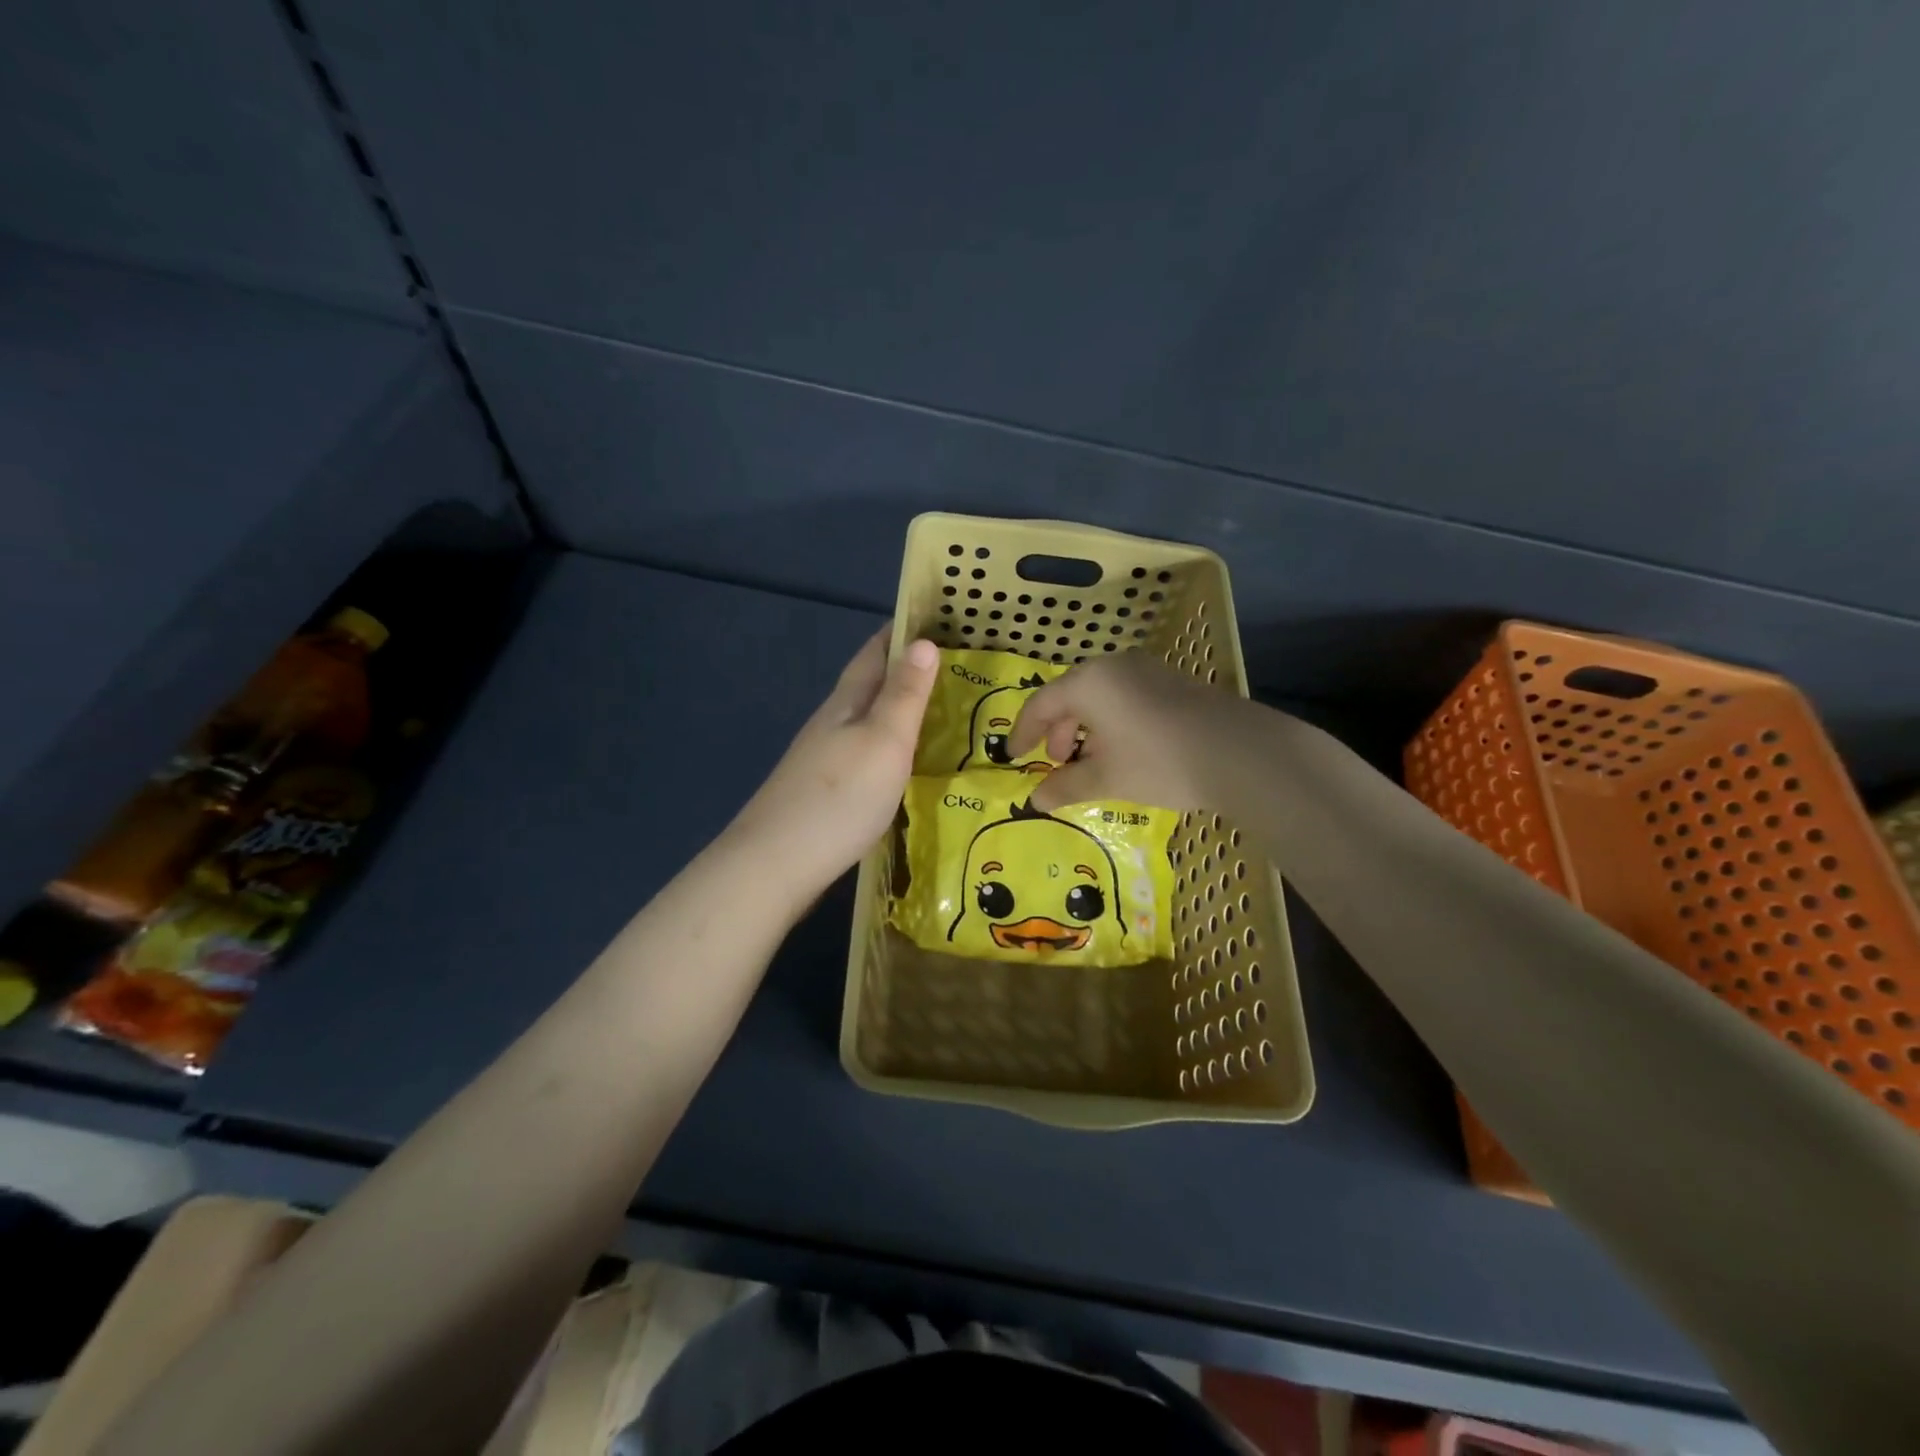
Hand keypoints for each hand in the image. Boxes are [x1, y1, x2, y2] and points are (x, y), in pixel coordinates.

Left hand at [726, 630, 937, 905]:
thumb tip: (923, 641)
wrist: (776, 863)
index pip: (874, 653)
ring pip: (863, 720)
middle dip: (902, 669)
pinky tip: (898, 761)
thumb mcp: (884, 740)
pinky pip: (861, 752)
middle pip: (867, 685)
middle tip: (948, 665)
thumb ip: (905, 694)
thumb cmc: (840, 797)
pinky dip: (886, 744)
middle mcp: (831, 723)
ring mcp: (822, 759)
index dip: (899, 632)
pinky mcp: (822, 791)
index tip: (933, 618)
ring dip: (894, 708)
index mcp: (846, 703)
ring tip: (933, 710)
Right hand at [1009, 651, 1252, 812]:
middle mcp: (1113, 666)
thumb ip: (1065, 786)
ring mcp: (1146, 670)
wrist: (1241, 753)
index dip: (1023, 732)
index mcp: (1089, 682)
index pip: (1040, 704)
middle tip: (1056, 763)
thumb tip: (1035, 800)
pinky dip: (1111, 723)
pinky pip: (1125, 697)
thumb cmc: (1159, 761)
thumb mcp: (1106, 778)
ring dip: (1085, 729)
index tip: (1014, 757)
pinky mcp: (1171, 682)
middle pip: (1070, 695)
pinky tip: (1122, 751)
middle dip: (1057, 731)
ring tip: (1090, 762)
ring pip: (1100, 697)